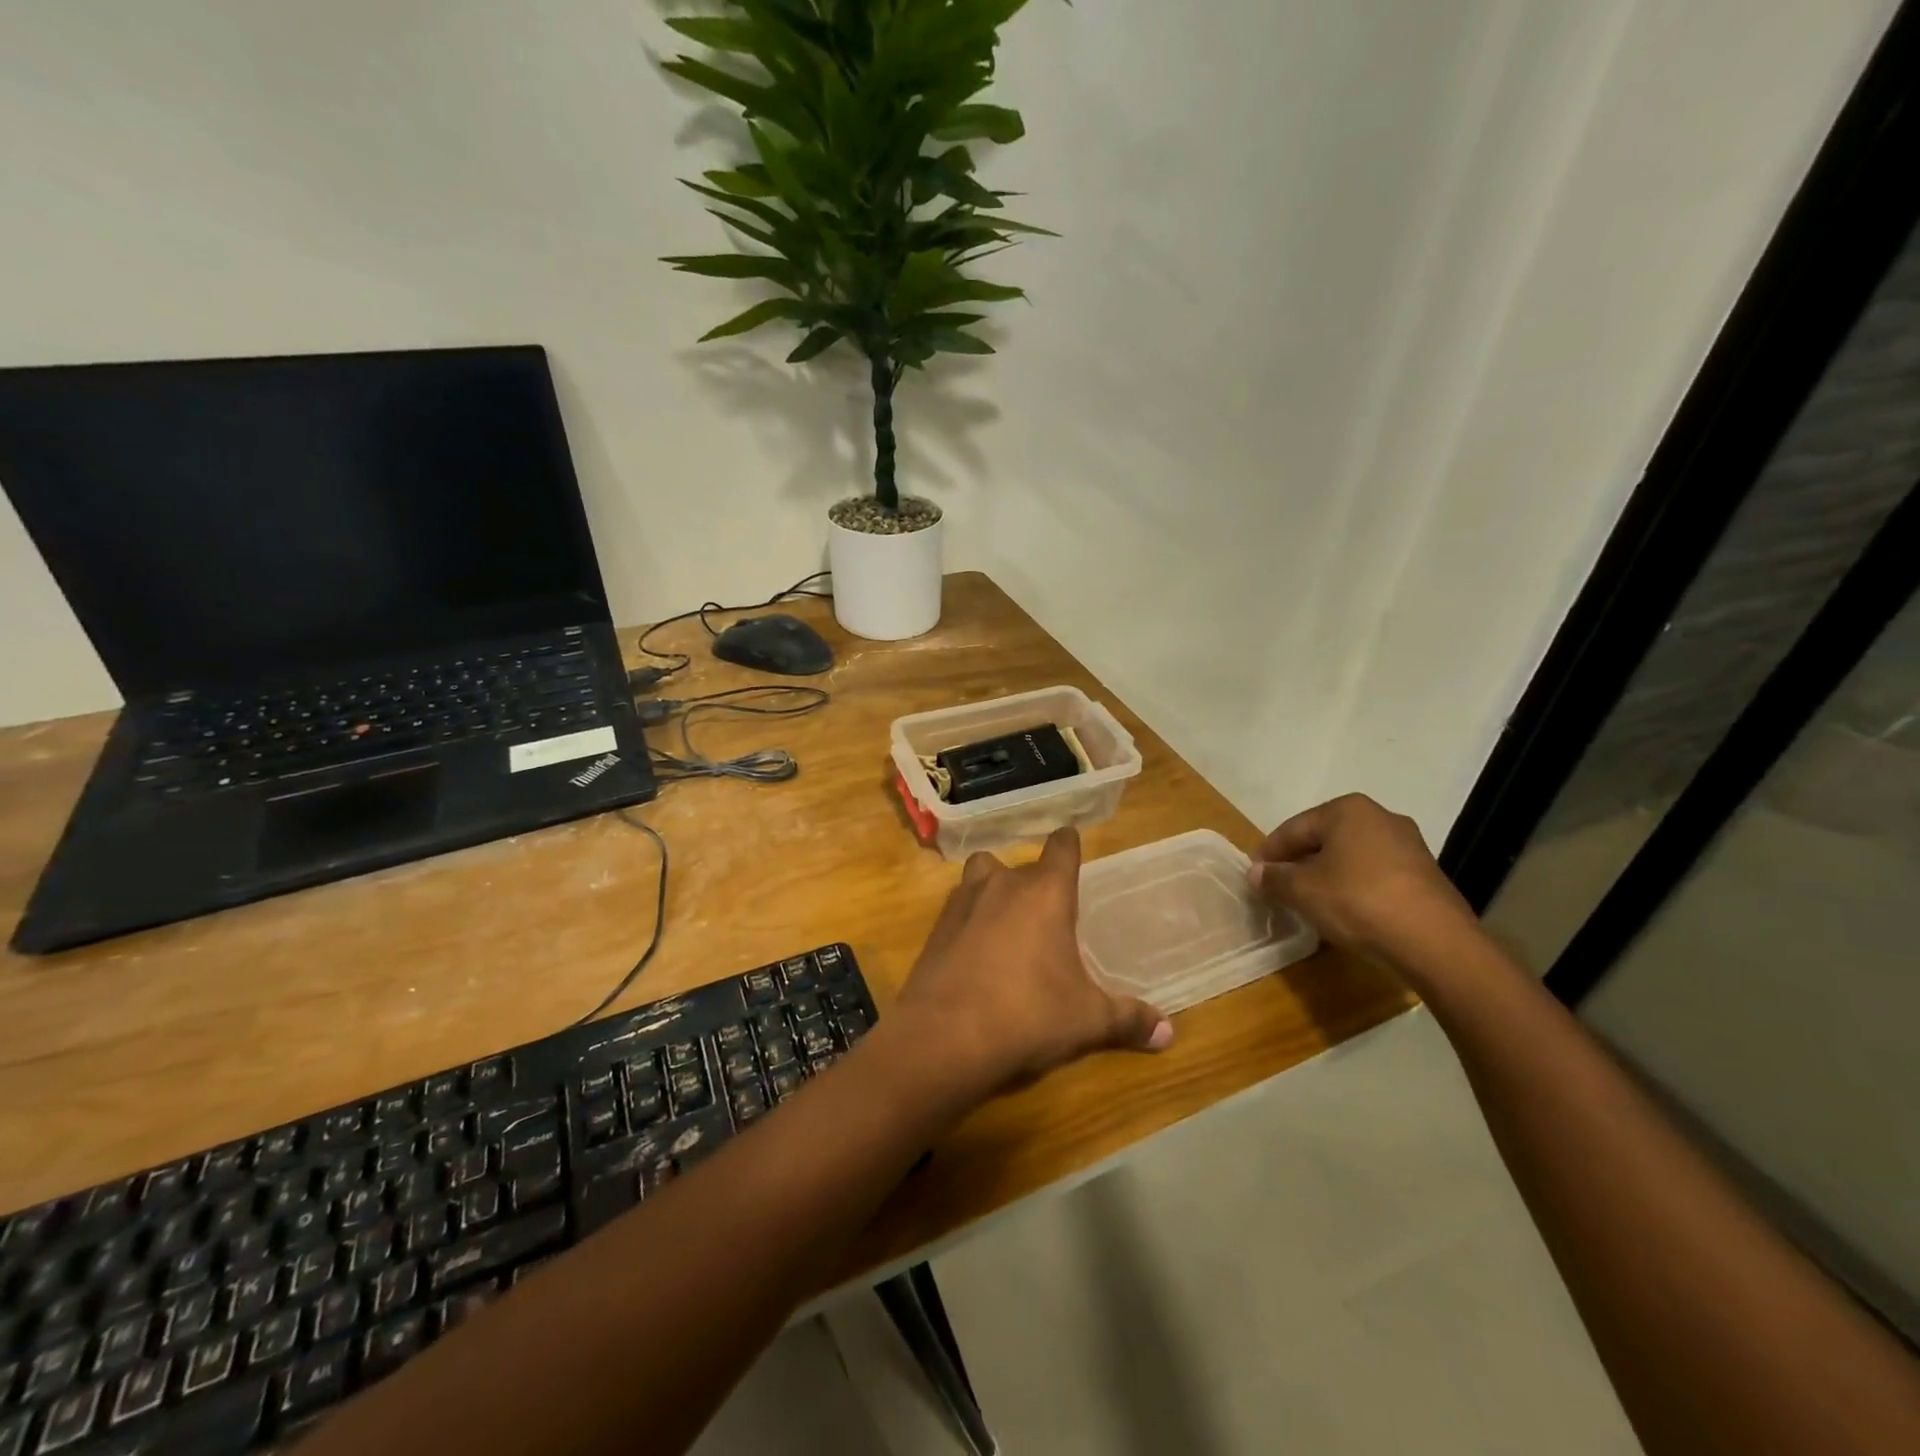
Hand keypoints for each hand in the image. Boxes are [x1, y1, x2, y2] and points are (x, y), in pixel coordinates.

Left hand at [893, 827, 1173, 1099]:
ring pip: (982, 874)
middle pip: (1021, 864)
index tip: (1072, 843)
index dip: (1069, 844)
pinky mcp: (936, 926)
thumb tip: (1168, 1033)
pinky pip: (959, 907)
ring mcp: (964, 901)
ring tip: (1007, 920)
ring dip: (993, 888)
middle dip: (1035, 882)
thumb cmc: (1028, 1014)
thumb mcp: (1087, 1020)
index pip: (1062, 847)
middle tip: (1047, 912)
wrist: (945, 1034)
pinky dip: (969, 918)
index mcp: (1046, 892)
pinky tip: (976, 950)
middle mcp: (1004, 884)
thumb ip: (1128, 1019)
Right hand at [1248, 794, 1479, 975]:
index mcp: (1348, 810)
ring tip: (1309, 902)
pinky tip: (1345, 911)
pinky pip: (1375, 875)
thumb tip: (1256, 873)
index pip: (1294, 828)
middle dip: (1299, 863)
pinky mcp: (1425, 875)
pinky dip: (1354, 888)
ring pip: (1351, 857)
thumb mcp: (1302, 890)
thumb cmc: (1357, 901)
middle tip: (1278, 888)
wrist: (1435, 942)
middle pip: (1324, 840)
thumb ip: (1274, 878)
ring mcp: (1409, 846)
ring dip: (1326, 876)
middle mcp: (1381, 818)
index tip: (1254, 876)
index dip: (1269, 853)